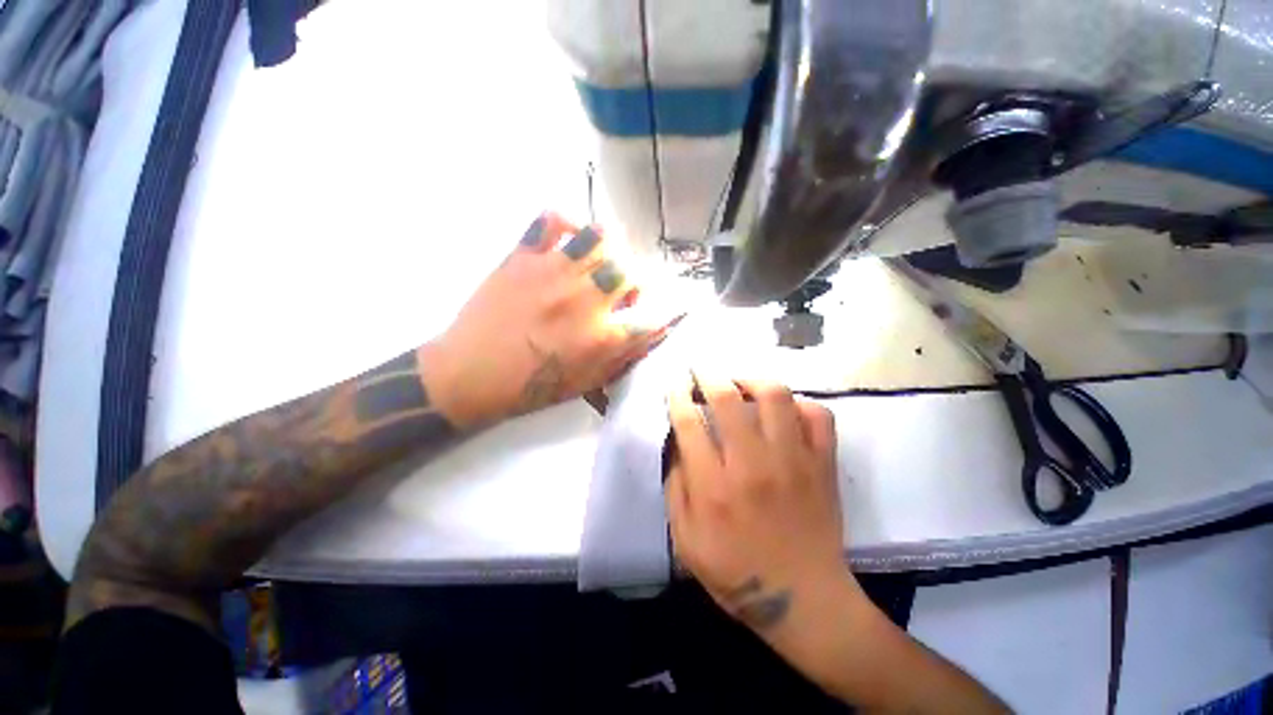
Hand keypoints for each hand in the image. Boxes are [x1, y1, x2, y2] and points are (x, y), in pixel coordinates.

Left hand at [421, 213, 671, 426]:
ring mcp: (553, 272)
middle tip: (622, 292)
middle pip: (629, 271)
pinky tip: (568, 237)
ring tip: (599, 262)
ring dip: (608, 250)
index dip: (665, 313)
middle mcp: (585, 299)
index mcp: (601, 337)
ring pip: (598, 238)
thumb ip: (623, 356)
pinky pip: (550, 221)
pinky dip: (565, 223)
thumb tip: (654, 333)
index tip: (662, 312)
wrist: (469, 374)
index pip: (652, 317)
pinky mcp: (523, 257)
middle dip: (635, 282)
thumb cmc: (531, 386)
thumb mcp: (586, 382)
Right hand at [666, 373, 859, 638]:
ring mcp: (794, 461)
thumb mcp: (686, 540)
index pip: (689, 422)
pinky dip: (798, 403)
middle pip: (728, 399)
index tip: (675, 383)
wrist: (805, 601)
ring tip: (739, 382)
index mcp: (714, 487)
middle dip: (708, 375)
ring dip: (751, 380)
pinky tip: (783, 409)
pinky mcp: (823, 464)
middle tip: (700, 370)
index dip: (677, 395)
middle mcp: (753, 465)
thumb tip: (677, 442)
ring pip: (775, 396)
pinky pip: (817, 415)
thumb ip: (675, 486)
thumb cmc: (737, 574)